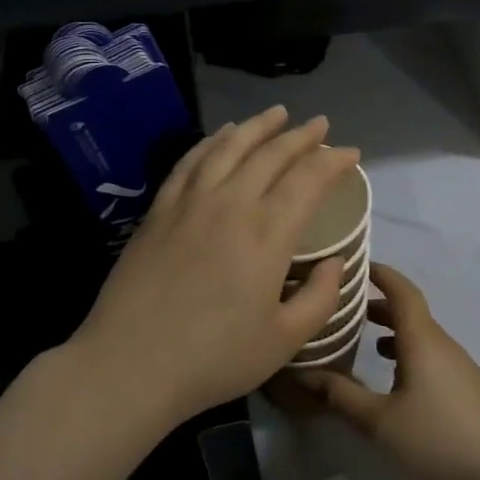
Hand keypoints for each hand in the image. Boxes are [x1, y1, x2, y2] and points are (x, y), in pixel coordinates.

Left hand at [66, 106, 358, 422]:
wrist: (129, 366)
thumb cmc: (213, 359)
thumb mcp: (283, 341)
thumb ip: (319, 298)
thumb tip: (336, 263)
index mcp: (267, 234)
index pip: (308, 180)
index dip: (333, 162)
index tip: (351, 154)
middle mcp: (231, 205)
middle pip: (271, 155)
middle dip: (301, 136)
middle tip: (320, 125)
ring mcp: (190, 203)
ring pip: (229, 148)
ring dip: (257, 126)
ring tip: (277, 114)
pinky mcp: (159, 211)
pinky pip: (190, 162)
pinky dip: (212, 142)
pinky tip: (222, 136)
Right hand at [287, 263, 479, 479]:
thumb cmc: (437, 437)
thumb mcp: (380, 421)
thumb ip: (341, 396)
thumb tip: (304, 375)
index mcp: (422, 339)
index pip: (401, 291)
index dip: (380, 274)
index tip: (355, 266)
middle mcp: (441, 343)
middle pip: (409, 311)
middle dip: (379, 304)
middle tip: (346, 306)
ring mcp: (457, 364)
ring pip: (420, 335)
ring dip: (393, 330)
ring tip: (363, 338)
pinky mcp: (464, 385)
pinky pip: (430, 354)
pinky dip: (406, 351)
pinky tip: (393, 377)